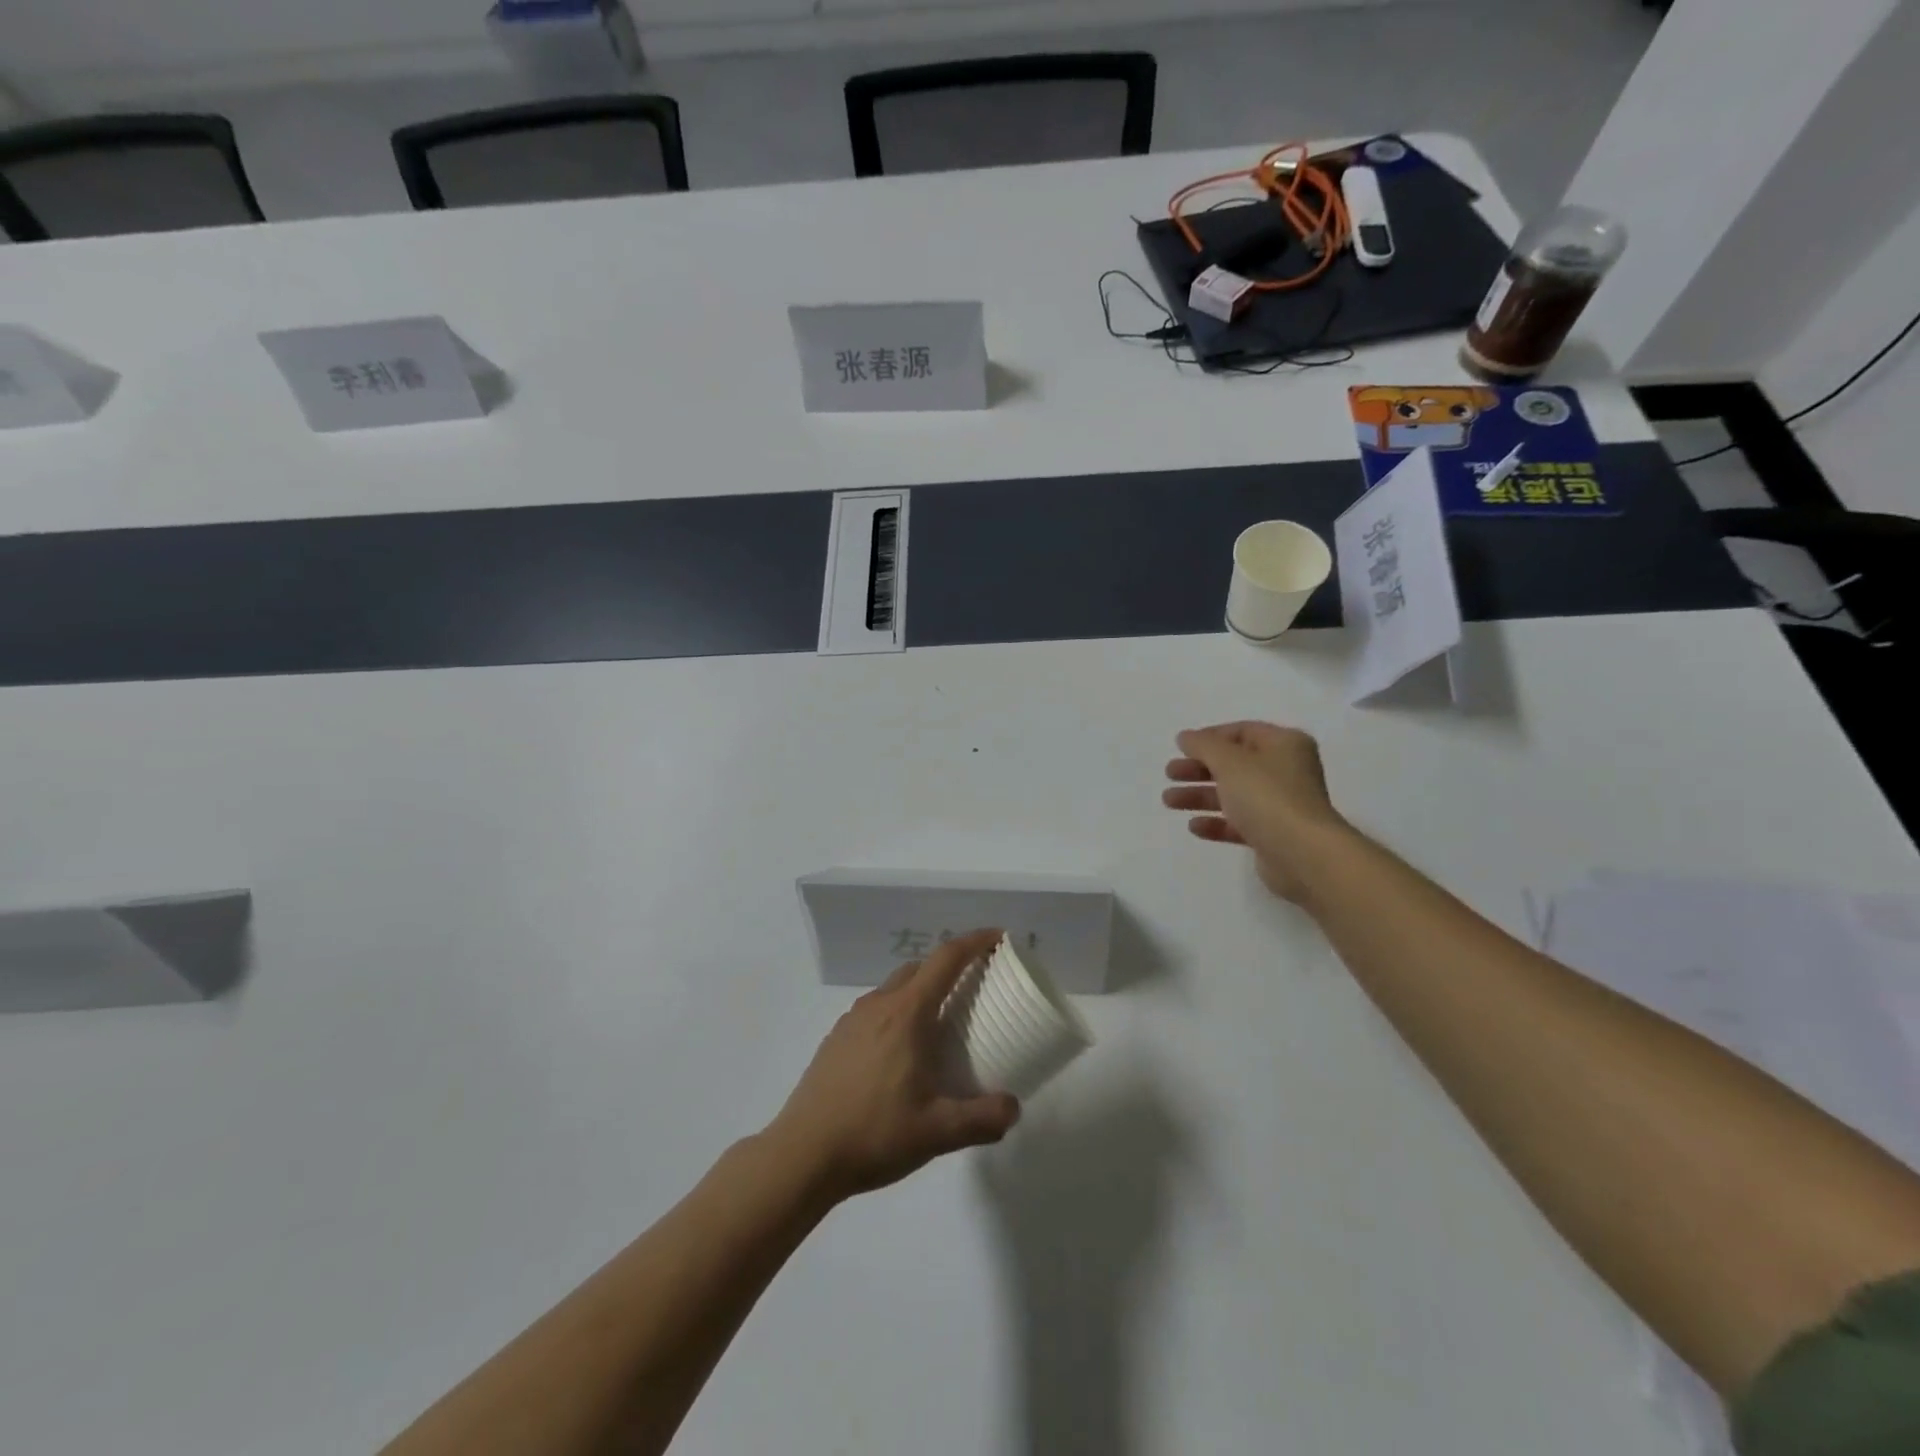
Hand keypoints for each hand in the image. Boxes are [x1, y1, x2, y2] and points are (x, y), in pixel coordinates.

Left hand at [768, 929, 1020, 1203]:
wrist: (802, 1154)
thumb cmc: (874, 1133)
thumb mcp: (938, 1132)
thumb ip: (983, 1119)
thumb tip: (1014, 1107)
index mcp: (907, 1013)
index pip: (946, 959)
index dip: (974, 942)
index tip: (998, 937)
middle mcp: (879, 1005)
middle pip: (920, 967)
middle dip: (949, 966)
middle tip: (975, 987)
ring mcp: (852, 1020)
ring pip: (895, 988)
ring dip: (921, 990)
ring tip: (939, 1024)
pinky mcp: (836, 1039)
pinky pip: (875, 1009)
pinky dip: (898, 1012)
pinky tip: (901, 1052)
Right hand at [1162, 721, 1350, 900]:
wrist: (1303, 854)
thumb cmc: (1267, 797)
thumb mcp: (1229, 762)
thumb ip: (1204, 746)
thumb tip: (1185, 736)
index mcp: (1284, 745)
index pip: (1242, 732)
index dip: (1209, 737)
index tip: (1181, 748)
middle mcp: (1286, 771)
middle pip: (1234, 764)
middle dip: (1199, 769)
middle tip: (1170, 774)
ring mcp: (1280, 805)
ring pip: (1233, 794)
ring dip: (1200, 796)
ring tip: (1169, 801)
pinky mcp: (1273, 835)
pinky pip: (1239, 823)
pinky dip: (1216, 822)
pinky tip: (1194, 827)